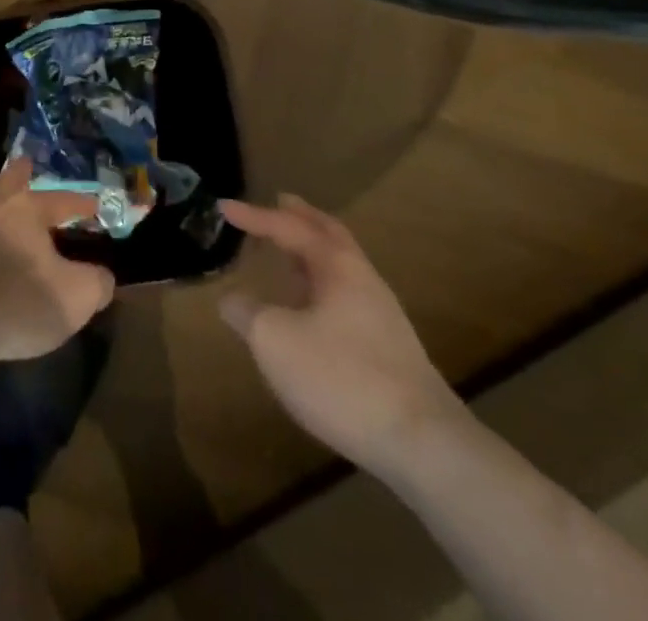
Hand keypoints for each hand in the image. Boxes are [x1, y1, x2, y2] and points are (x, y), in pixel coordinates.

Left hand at [0, 159, 115, 362]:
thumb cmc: (20, 299)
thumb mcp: (75, 297)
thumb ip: (96, 283)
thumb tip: (103, 277)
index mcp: (26, 209)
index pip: (61, 200)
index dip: (81, 203)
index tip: (95, 205)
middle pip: (9, 183)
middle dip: (21, 175)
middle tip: (27, 166)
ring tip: (7, 218)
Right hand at [219, 195, 466, 476]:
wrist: (425, 446)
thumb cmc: (342, 378)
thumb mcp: (275, 342)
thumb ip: (247, 314)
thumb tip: (231, 300)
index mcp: (336, 266)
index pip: (288, 227)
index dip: (253, 216)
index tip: (222, 206)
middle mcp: (363, 279)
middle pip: (330, 234)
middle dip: (303, 216)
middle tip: (280, 200)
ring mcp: (381, 314)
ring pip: (342, 265)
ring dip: (314, 250)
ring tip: (289, 250)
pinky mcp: (389, 348)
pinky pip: (346, 295)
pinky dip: (322, 283)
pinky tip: (310, 306)